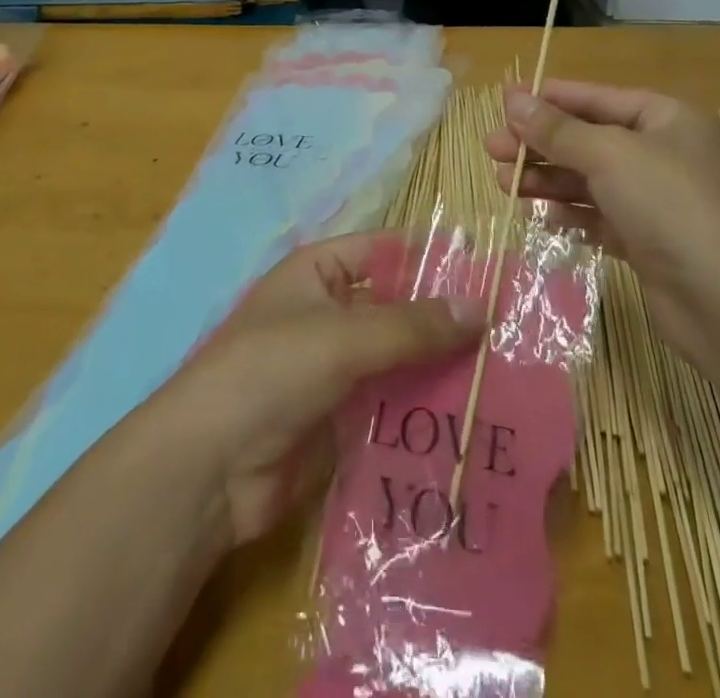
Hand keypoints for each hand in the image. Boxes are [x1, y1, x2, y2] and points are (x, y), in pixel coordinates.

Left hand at [148, 234, 483, 547]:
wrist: (209, 469)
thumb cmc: (270, 372)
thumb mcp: (343, 337)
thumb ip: (412, 326)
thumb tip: (480, 308)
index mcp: (320, 272)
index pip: (387, 251)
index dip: (434, 261)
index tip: (492, 278)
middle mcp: (329, 312)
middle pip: (397, 309)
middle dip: (445, 323)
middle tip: (510, 338)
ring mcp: (334, 368)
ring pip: (399, 360)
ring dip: (440, 370)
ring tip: (504, 381)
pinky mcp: (340, 419)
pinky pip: (391, 404)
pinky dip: (423, 410)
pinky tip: (469, 422)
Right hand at [484, 81, 719, 363]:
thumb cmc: (670, 205)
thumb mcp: (609, 155)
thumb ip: (557, 129)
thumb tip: (512, 98)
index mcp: (665, 119)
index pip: (596, 98)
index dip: (549, 99)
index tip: (503, 103)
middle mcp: (663, 154)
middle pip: (588, 139)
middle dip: (540, 143)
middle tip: (491, 148)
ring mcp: (657, 201)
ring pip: (589, 180)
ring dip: (547, 179)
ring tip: (503, 183)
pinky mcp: (648, 242)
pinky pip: (599, 217)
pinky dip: (570, 214)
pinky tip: (541, 215)